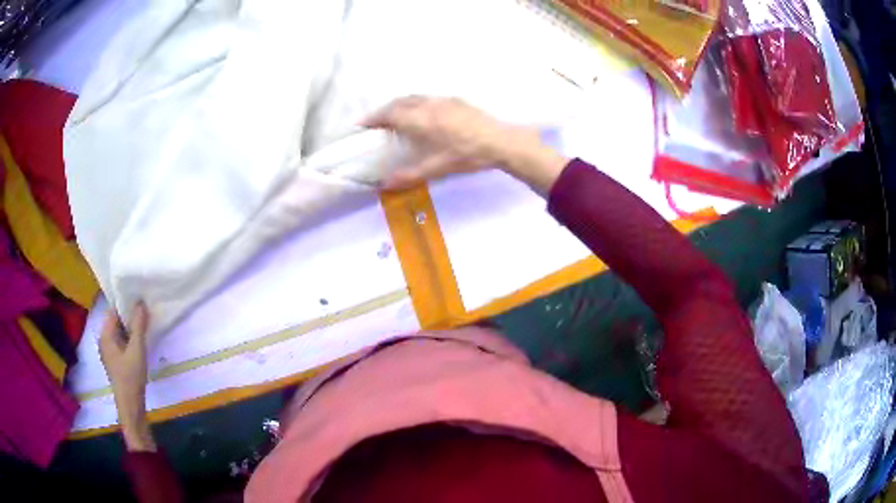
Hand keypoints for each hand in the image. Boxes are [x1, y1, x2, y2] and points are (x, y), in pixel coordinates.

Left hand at [99, 303, 155, 451]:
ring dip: (130, 328)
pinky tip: (140, 341)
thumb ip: (138, 325)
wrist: (130, 406)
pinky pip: (122, 342)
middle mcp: (104, 340)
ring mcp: (109, 352)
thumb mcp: (137, 349)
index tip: (139, 297)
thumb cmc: (131, 376)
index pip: (113, 311)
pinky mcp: (116, 361)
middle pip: (116, 321)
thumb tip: (140, 302)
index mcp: (105, 335)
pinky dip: (130, 339)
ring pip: (119, 333)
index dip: (125, 303)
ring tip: (145, 323)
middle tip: (145, 309)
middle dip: (129, 315)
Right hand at [363, 96, 567, 193]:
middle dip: (383, 110)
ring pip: (414, 98)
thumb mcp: (437, 168)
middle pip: (399, 102)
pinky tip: (423, 114)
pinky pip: (428, 98)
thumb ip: (409, 175)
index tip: (361, 124)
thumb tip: (384, 185)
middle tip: (375, 121)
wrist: (501, 141)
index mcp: (420, 120)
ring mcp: (443, 100)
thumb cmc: (467, 155)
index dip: (372, 118)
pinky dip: (416, 103)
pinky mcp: (456, 100)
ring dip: (399, 104)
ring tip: (394, 116)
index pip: (389, 114)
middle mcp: (427, 105)